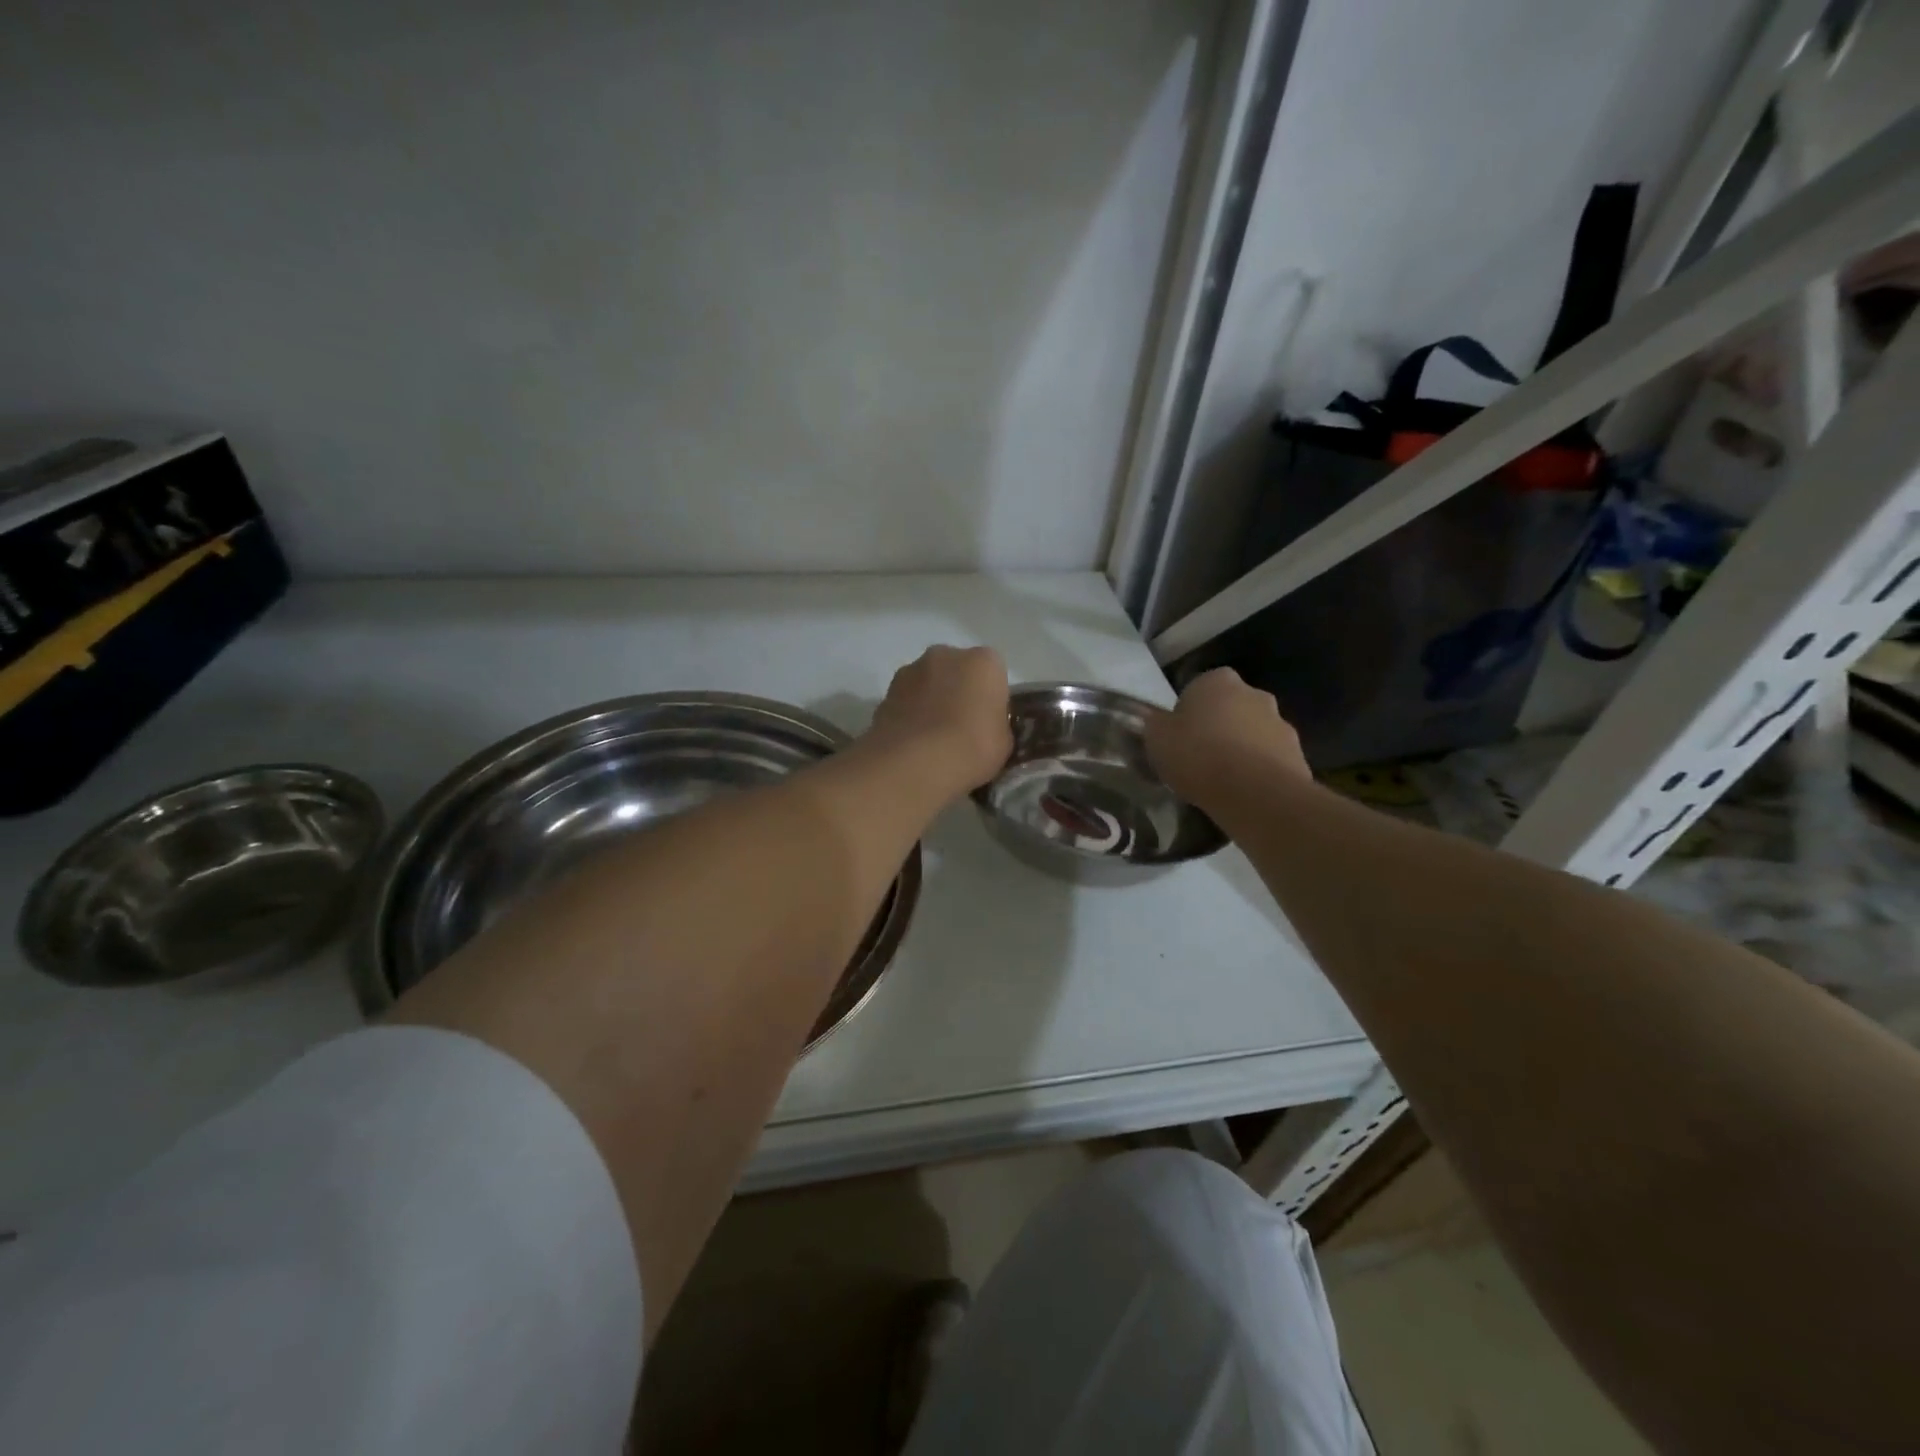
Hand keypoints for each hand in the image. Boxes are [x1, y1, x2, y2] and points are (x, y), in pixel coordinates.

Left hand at [865, 646, 1011, 794]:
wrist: (915, 763)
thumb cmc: (972, 747)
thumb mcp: (1004, 742)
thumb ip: (996, 725)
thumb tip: (987, 727)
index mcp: (984, 661)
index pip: (993, 673)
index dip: (991, 698)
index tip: (988, 722)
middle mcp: (946, 655)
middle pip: (957, 671)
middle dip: (958, 692)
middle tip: (961, 728)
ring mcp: (910, 670)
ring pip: (927, 683)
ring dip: (930, 701)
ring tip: (932, 739)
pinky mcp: (884, 693)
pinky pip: (905, 702)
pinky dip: (909, 716)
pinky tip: (912, 744)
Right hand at [1146, 668, 1309, 806]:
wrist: (1254, 793)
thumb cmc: (1197, 755)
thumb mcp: (1156, 739)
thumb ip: (1154, 726)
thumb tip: (1154, 722)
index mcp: (1217, 681)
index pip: (1198, 689)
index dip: (1186, 714)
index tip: (1177, 739)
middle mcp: (1254, 693)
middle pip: (1229, 709)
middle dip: (1217, 728)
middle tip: (1198, 759)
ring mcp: (1281, 723)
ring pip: (1252, 734)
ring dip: (1240, 750)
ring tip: (1220, 782)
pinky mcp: (1298, 755)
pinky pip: (1269, 760)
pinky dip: (1257, 772)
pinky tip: (1242, 794)